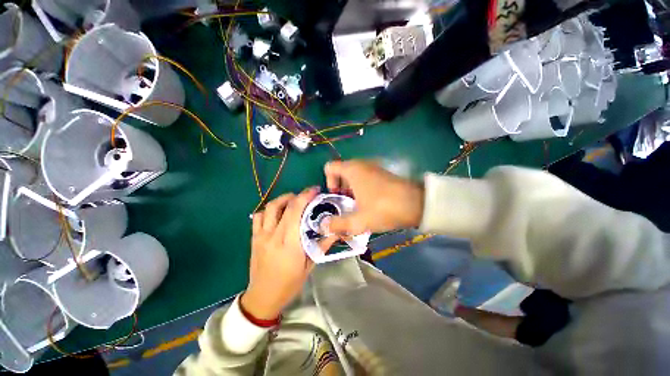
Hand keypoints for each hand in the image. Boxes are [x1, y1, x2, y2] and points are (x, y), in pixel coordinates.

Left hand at [241, 187, 337, 320]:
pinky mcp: (254, 238)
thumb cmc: (289, 283)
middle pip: (284, 206)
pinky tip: (277, 214)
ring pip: (269, 207)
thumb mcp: (310, 265)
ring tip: (293, 201)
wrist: (263, 297)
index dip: (305, 196)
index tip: (315, 190)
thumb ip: (322, 245)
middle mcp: (273, 235)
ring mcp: (261, 236)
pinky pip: (258, 216)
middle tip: (307, 196)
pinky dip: (269, 210)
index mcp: (289, 243)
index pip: (296, 211)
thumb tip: (336, 230)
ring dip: (283, 200)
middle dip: (297, 195)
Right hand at [324, 160, 423, 234]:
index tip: (337, 197)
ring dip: (351, 190)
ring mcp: (374, 167)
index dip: (329, 182)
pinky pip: (365, 177)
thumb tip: (324, 226)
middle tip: (346, 205)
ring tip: (357, 206)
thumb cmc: (384, 208)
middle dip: (340, 189)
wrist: (418, 204)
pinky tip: (369, 203)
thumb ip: (339, 224)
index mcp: (352, 170)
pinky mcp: (383, 173)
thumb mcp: (359, 221)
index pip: (330, 167)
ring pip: (354, 176)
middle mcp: (362, 164)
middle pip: (341, 172)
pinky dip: (362, 188)